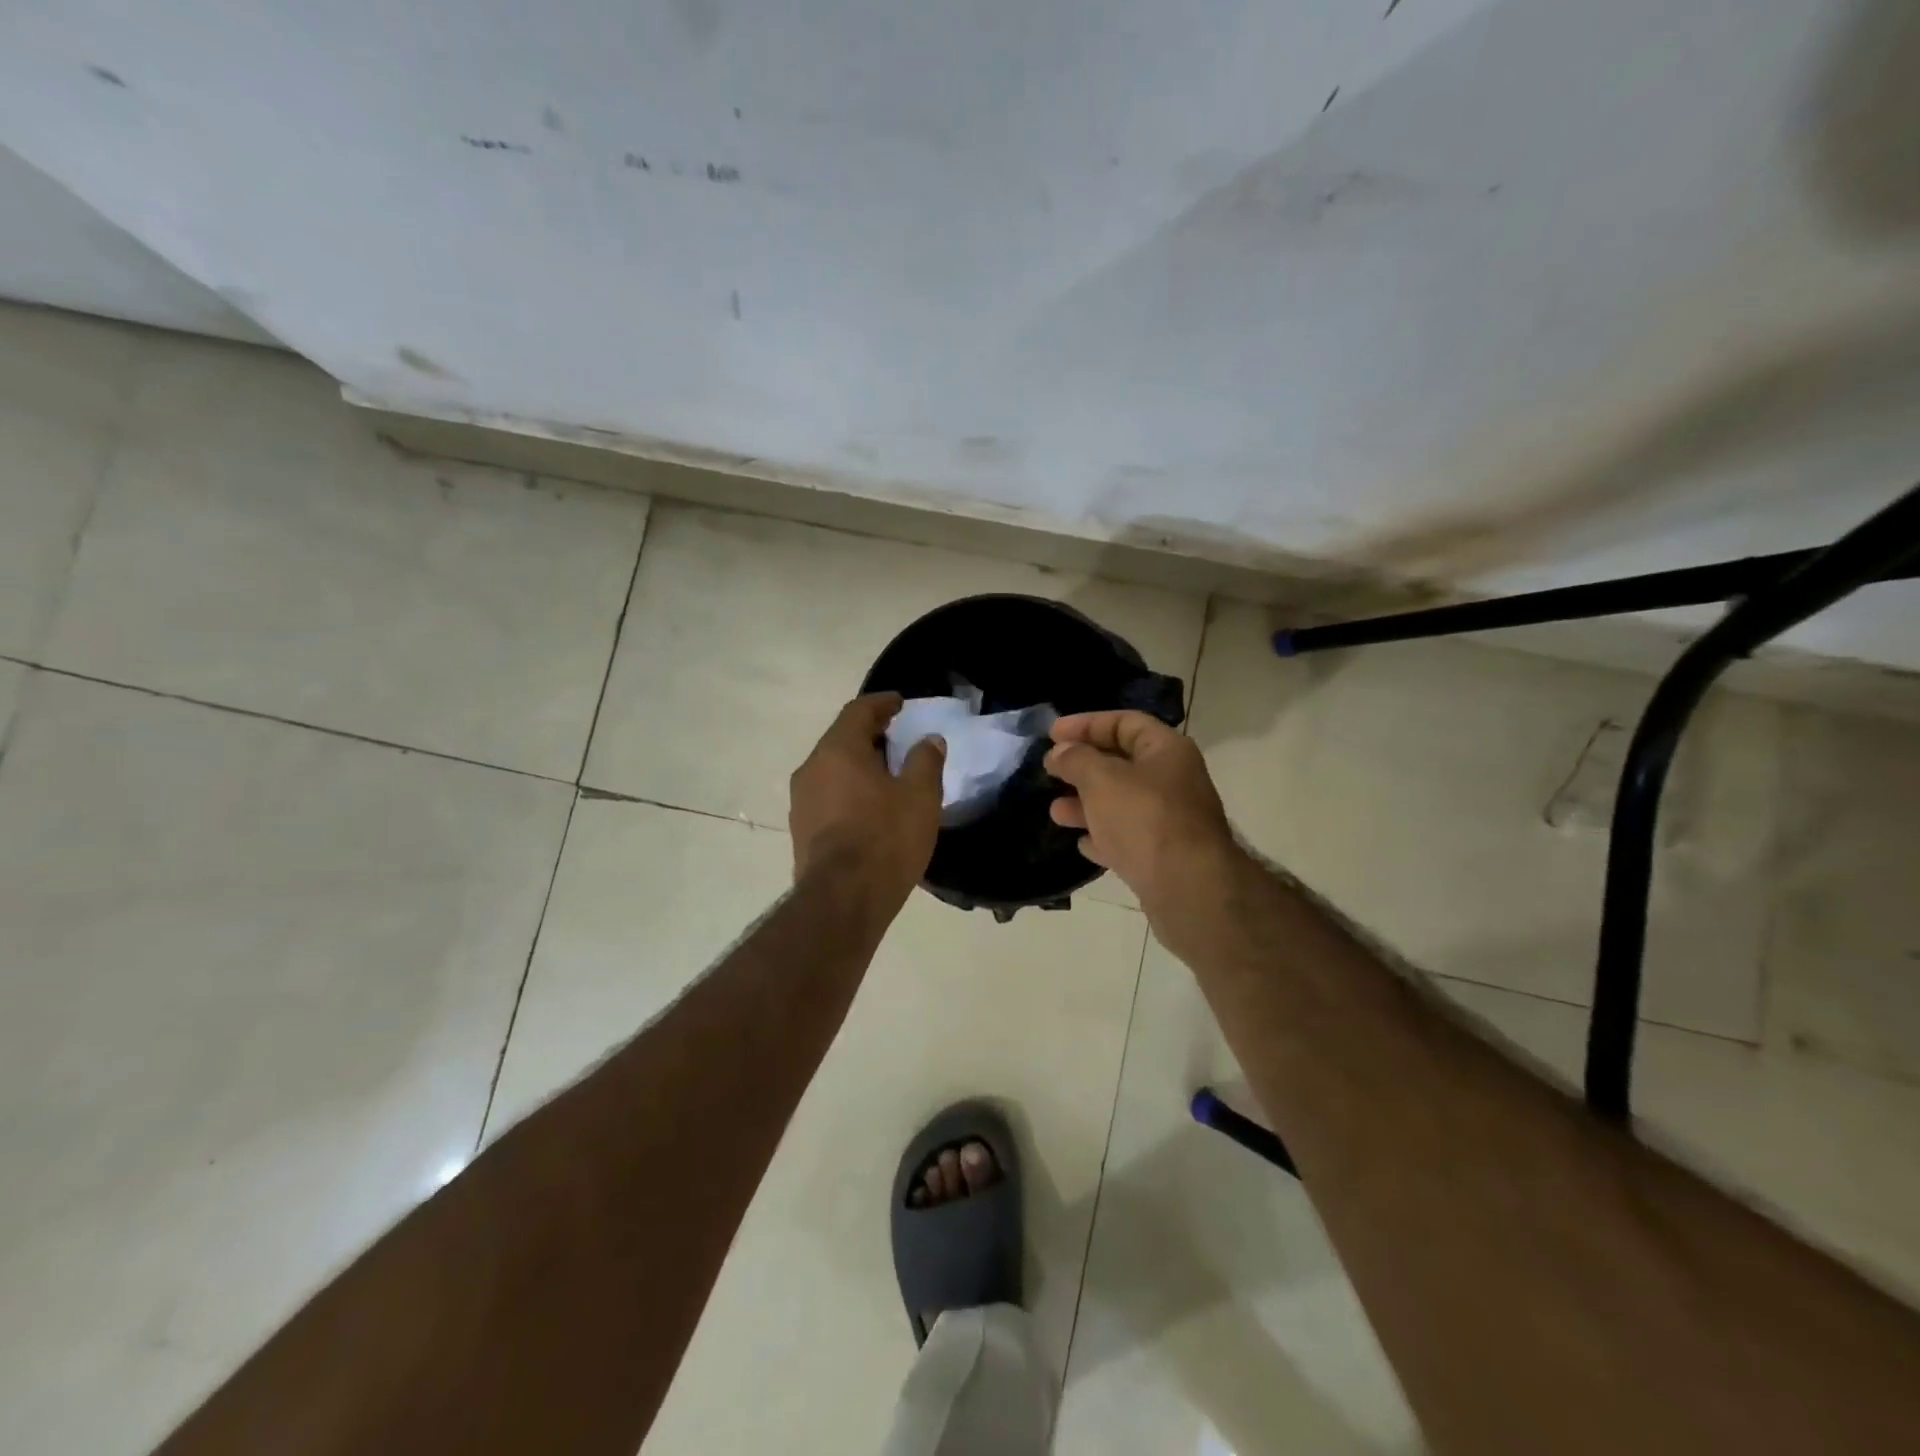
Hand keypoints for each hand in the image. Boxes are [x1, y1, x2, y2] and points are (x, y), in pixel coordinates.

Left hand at [790, 693, 945, 909]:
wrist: (842, 901)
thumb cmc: (885, 839)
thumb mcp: (920, 797)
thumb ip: (926, 761)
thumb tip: (928, 740)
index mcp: (838, 750)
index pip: (858, 711)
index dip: (882, 703)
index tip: (900, 703)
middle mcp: (811, 768)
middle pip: (842, 739)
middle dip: (871, 735)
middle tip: (900, 740)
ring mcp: (801, 801)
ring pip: (833, 769)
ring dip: (859, 765)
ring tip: (889, 776)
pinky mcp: (801, 830)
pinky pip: (828, 796)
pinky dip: (850, 791)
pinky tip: (871, 808)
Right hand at [1045, 710, 1240, 918]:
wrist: (1188, 888)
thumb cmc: (1144, 819)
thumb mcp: (1101, 779)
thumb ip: (1076, 759)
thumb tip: (1060, 752)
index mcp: (1167, 750)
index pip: (1125, 722)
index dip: (1087, 724)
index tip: (1052, 734)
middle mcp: (1174, 780)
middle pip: (1122, 763)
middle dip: (1083, 767)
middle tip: (1050, 772)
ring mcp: (1171, 820)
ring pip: (1122, 803)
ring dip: (1087, 804)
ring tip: (1056, 812)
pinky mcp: (1165, 855)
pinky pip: (1129, 837)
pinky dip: (1105, 836)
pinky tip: (1083, 844)